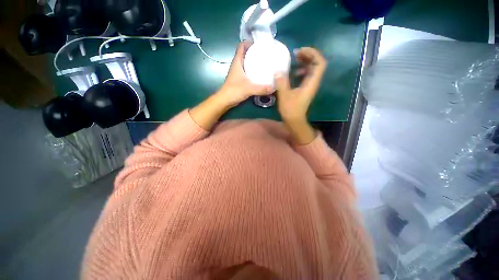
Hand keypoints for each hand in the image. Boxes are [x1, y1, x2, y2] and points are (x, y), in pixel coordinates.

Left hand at [217, 41, 272, 106]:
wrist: (224, 100)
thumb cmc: (234, 91)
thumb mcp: (249, 88)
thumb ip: (261, 88)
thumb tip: (274, 87)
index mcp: (237, 62)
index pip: (241, 46)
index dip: (249, 42)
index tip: (260, 44)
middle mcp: (237, 65)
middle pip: (246, 54)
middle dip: (255, 52)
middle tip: (266, 54)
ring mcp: (238, 73)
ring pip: (247, 64)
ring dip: (254, 62)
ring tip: (265, 63)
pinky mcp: (240, 80)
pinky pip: (248, 73)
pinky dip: (253, 72)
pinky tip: (260, 76)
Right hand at [274, 47, 326, 143]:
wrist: (294, 121)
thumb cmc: (291, 110)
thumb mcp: (284, 95)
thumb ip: (282, 82)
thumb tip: (278, 71)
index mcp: (311, 83)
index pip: (320, 63)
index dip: (313, 53)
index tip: (300, 51)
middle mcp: (313, 82)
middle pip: (317, 63)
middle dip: (308, 55)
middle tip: (295, 53)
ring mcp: (309, 85)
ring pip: (312, 69)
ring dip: (304, 62)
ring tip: (294, 59)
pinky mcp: (305, 88)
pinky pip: (306, 75)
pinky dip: (301, 70)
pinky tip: (292, 72)